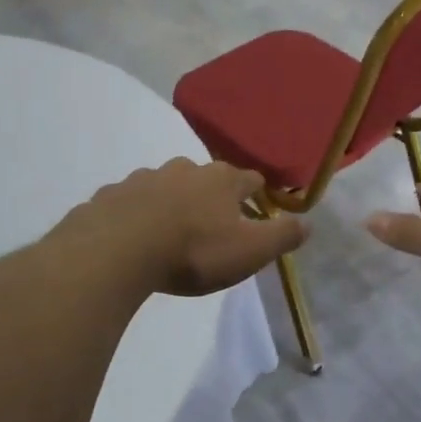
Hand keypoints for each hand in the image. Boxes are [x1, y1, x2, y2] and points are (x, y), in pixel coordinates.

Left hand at [53, 159, 306, 297]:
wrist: (117, 251)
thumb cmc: (193, 251)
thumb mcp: (249, 251)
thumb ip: (281, 236)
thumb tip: (308, 223)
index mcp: (221, 180)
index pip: (251, 180)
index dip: (258, 195)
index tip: (260, 212)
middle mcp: (184, 169)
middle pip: (206, 178)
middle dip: (212, 196)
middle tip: (214, 225)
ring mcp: (143, 178)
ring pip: (166, 185)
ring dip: (173, 202)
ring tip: (172, 230)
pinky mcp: (112, 195)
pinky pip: (131, 201)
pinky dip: (137, 213)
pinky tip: (134, 236)